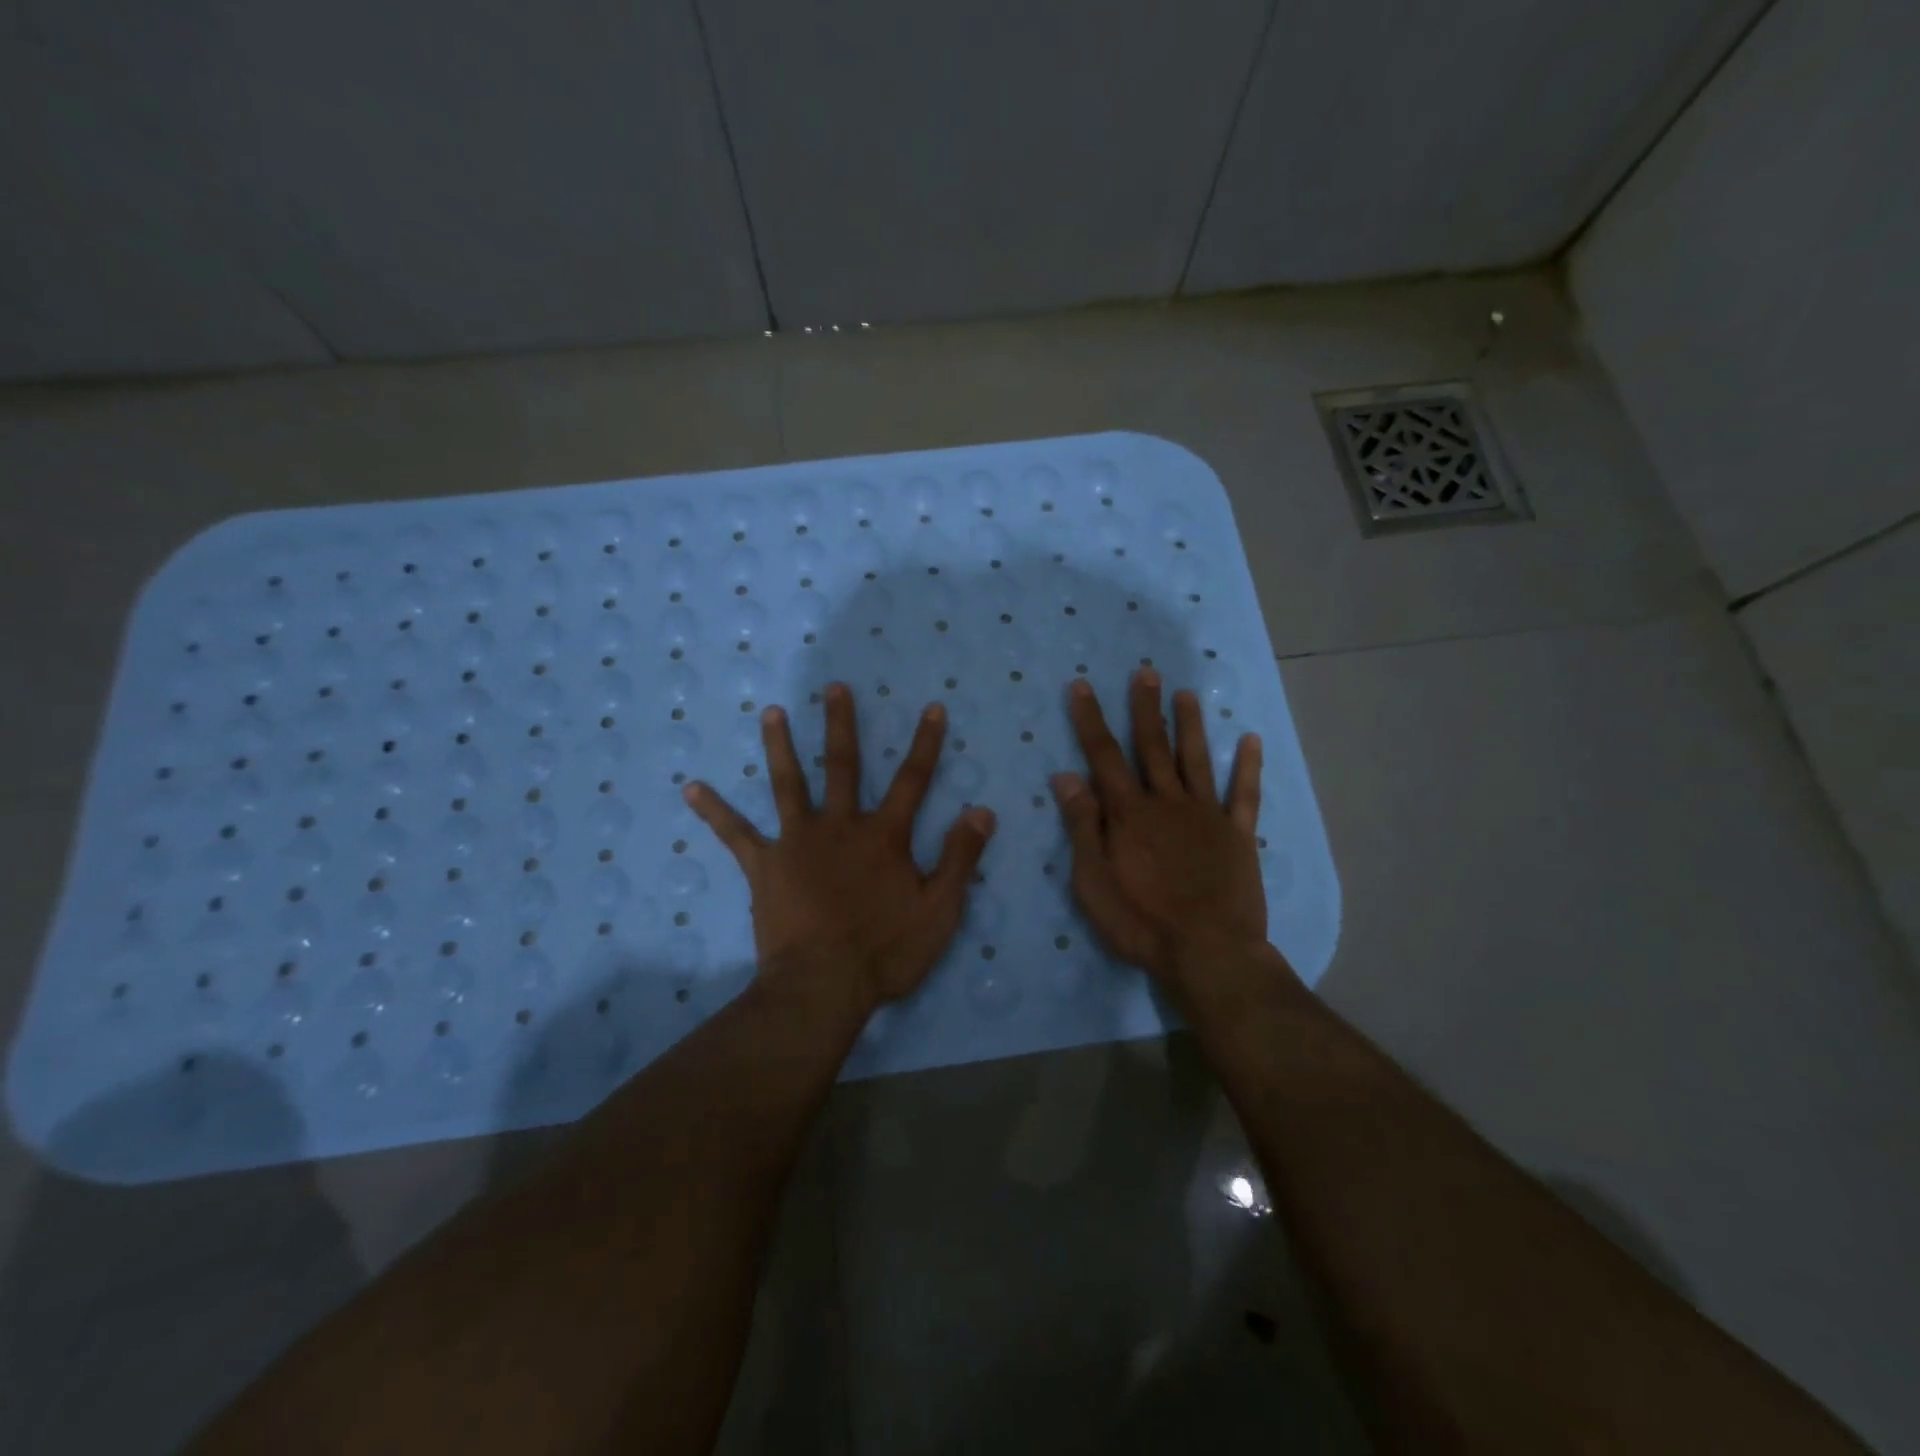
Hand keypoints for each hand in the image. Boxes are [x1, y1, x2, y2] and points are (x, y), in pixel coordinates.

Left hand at [686, 682, 995, 1012]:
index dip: (926, 743)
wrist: (822, 987)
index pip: (914, 780)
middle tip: (833, 687)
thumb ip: (960, 858)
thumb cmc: (886, 952)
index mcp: (884, 836)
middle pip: (843, 766)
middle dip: (841, 724)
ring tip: (770, 712)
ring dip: (780, 746)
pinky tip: (691, 788)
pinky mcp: (764, 866)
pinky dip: (714, 810)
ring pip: (788, 784)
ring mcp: (797, 842)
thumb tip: (982, 810)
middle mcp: (840, 826)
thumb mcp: (940, 910)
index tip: (932, 706)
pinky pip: (735, 834)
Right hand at [1052, 670, 1269, 988]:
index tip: (1083, 685)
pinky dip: (1248, 767)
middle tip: (1146, 672)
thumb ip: (1082, 826)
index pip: (1104, 756)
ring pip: (1196, 760)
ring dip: (1190, 725)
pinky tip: (1251, 740)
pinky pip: (1244, 795)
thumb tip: (1066, 776)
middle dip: (1146, 708)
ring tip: (1188, 694)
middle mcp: (1167, 803)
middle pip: (1152, 747)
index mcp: (1129, 813)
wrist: (1209, 953)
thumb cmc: (1141, 921)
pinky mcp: (1238, 836)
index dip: (1091, 719)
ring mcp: (1207, 816)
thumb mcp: (1093, 881)